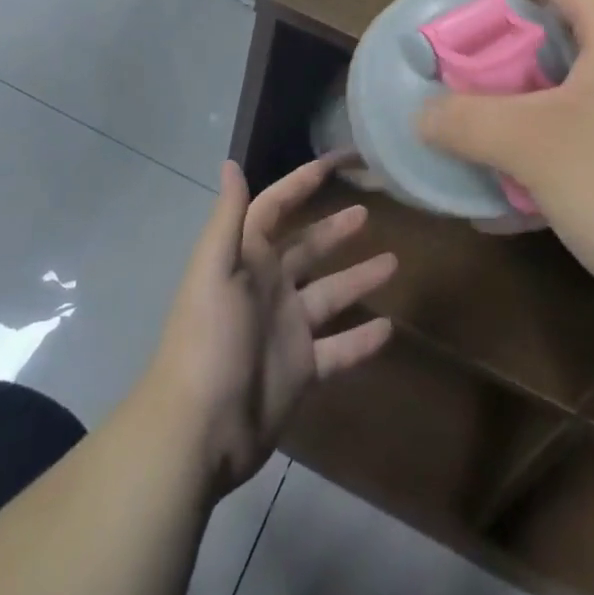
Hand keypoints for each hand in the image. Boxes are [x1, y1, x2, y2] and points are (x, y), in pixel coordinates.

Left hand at [148, 159, 395, 496]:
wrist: (199, 432)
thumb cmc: (209, 340)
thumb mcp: (215, 271)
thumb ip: (229, 218)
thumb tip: (230, 162)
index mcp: (247, 259)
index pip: (275, 207)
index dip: (301, 183)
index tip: (335, 162)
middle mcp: (268, 288)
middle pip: (308, 249)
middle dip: (335, 230)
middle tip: (369, 213)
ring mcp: (286, 329)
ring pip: (331, 295)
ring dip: (359, 278)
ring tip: (394, 263)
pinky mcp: (300, 369)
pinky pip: (339, 348)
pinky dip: (362, 340)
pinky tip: (390, 329)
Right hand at [419, 0, 593, 305]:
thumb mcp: (535, 143)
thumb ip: (468, 121)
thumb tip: (423, 116)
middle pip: (559, 40)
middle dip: (502, 51)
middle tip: (454, 67)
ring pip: (565, 104)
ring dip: (514, 115)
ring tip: (465, 132)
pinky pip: (579, 156)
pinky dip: (537, 169)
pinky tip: (497, 207)